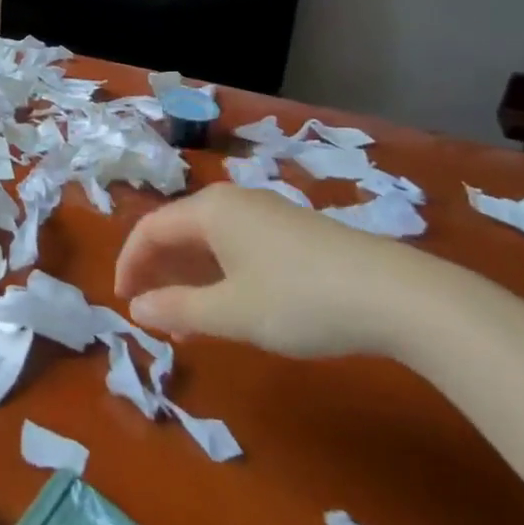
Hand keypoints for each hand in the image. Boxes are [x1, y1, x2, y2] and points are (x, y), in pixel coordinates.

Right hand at [114, 182, 451, 357]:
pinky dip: (220, 276)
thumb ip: (177, 309)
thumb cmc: (301, 299)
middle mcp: (234, 202)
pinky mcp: (294, 231)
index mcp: (210, 210)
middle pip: (178, 232)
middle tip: (151, 313)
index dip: (129, 264)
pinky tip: (232, 308)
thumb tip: (138, 309)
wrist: (399, 296)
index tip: (124, 303)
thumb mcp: (232, 312)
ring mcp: (268, 214)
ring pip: (209, 242)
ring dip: (189, 279)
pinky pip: (238, 247)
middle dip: (158, 272)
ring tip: (187, 322)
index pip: (150, 230)